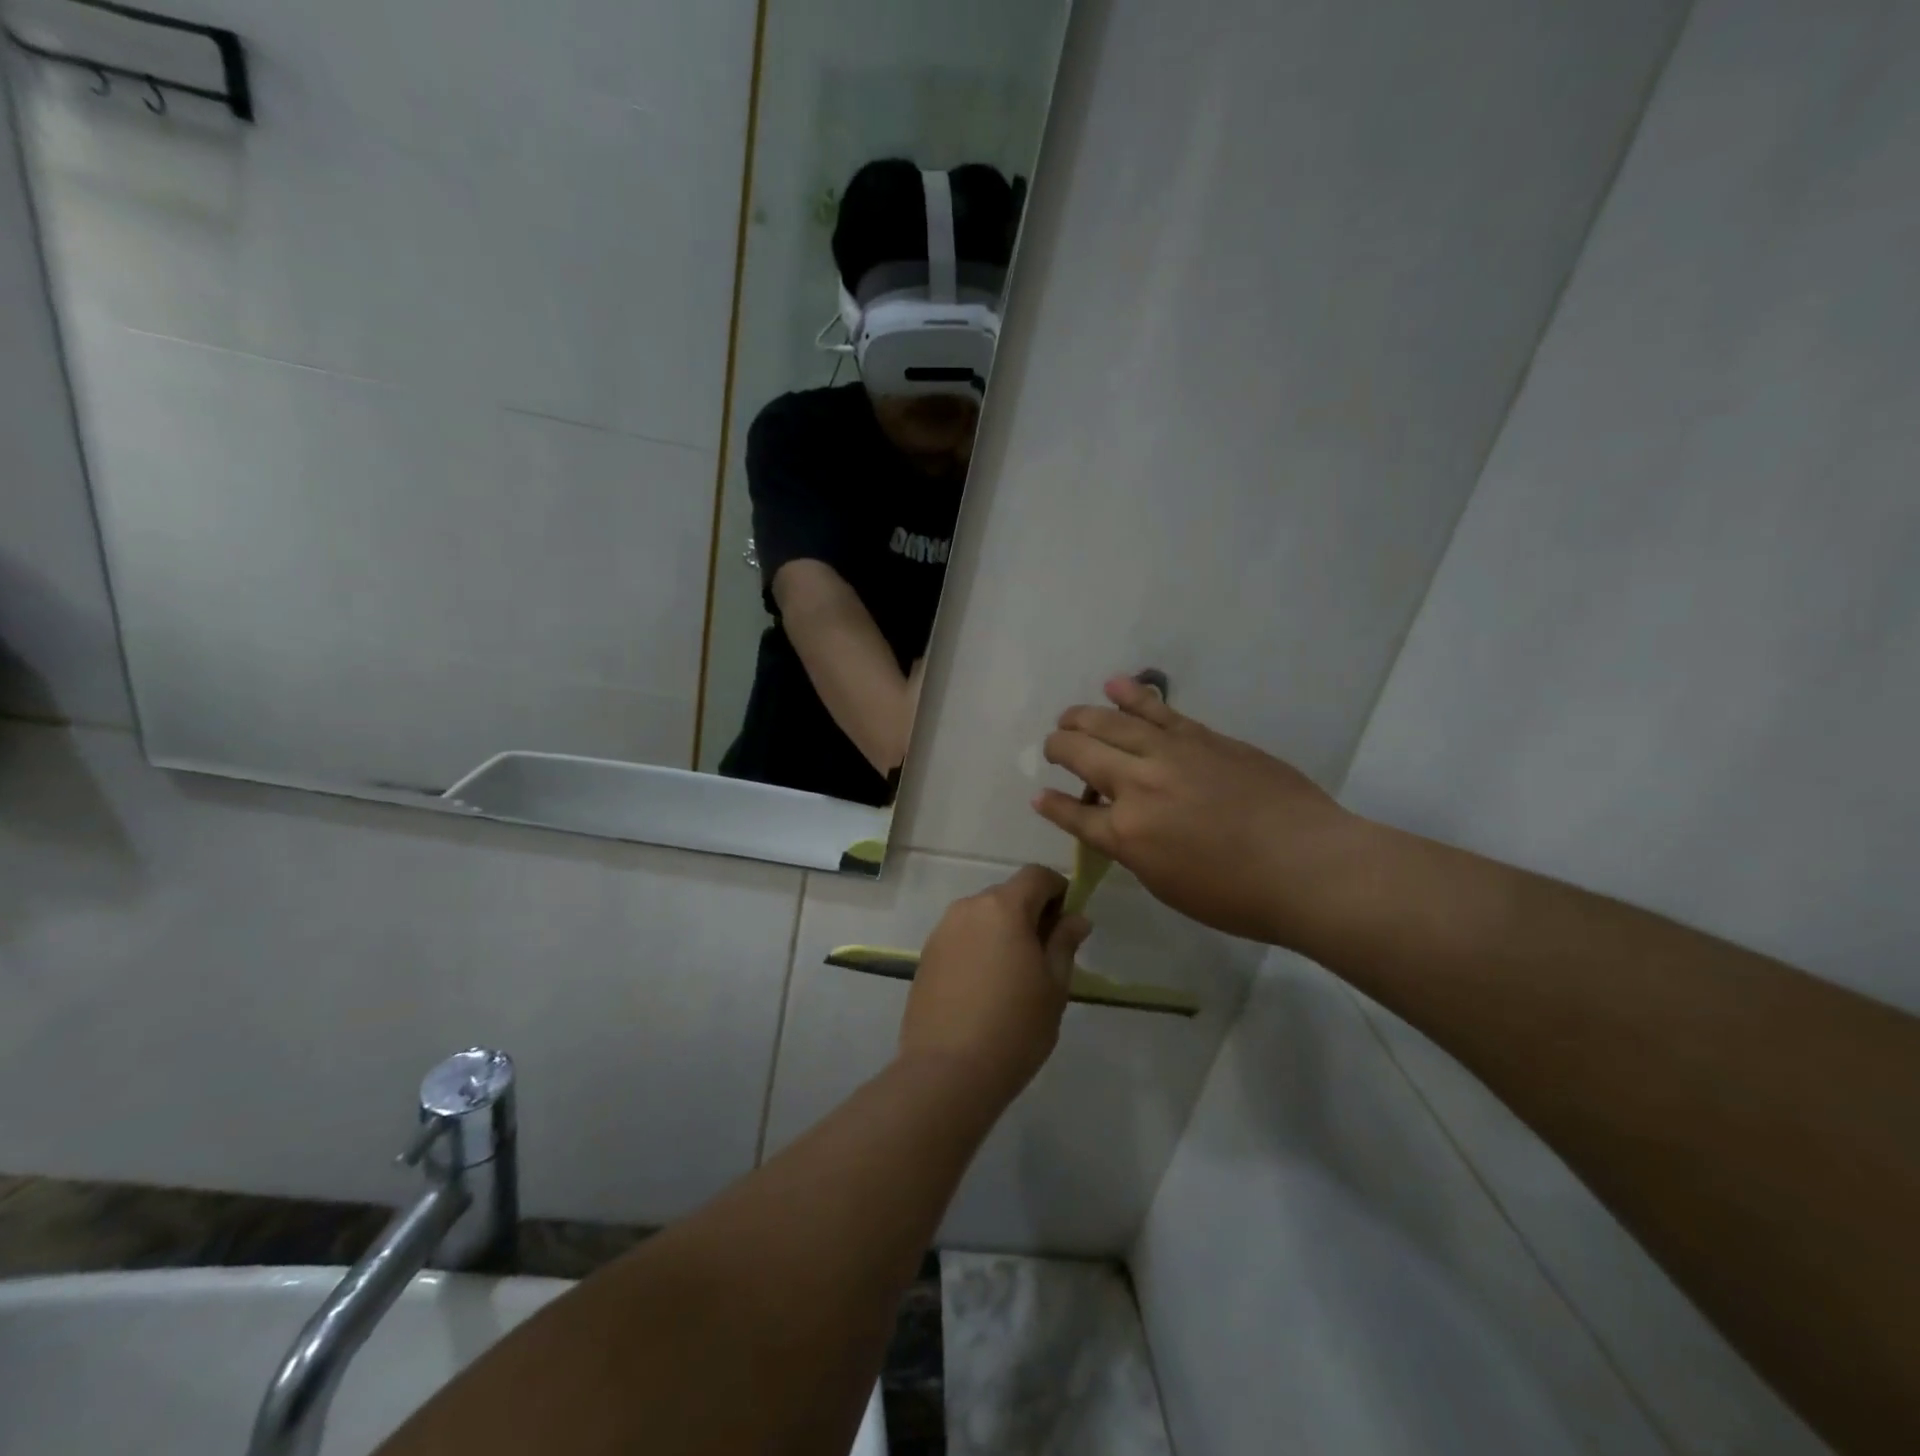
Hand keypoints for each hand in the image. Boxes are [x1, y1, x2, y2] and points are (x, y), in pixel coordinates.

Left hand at [898, 866, 1091, 1109]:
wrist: (947, 1072)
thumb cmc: (1014, 1028)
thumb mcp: (1054, 986)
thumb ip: (1064, 943)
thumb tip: (1076, 918)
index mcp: (1003, 907)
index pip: (1036, 875)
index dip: (1058, 890)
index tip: (1067, 923)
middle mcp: (968, 908)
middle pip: (1007, 895)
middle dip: (1030, 913)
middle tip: (1046, 956)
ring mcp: (942, 931)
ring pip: (982, 917)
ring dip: (1002, 932)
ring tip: (1014, 976)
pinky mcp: (926, 956)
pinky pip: (961, 938)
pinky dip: (979, 949)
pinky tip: (985, 989)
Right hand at [1035, 676, 1370, 945]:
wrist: (1308, 865)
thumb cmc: (1239, 896)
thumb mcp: (1170, 886)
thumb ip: (1136, 852)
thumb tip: (1120, 828)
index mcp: (1127, 835)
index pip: (1075, 815)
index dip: (1053, 806)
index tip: (1040, 797)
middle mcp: (1137, 786)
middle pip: (1082, 755)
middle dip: (1059, 749)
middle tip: (1053, 748)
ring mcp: (1170, 755)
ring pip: (1111, 723)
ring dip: (1082, 716)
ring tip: (1068, 716)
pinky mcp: (1201, 737)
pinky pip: (1156, 710)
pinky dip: (1131, 694)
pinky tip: (1113, 685)